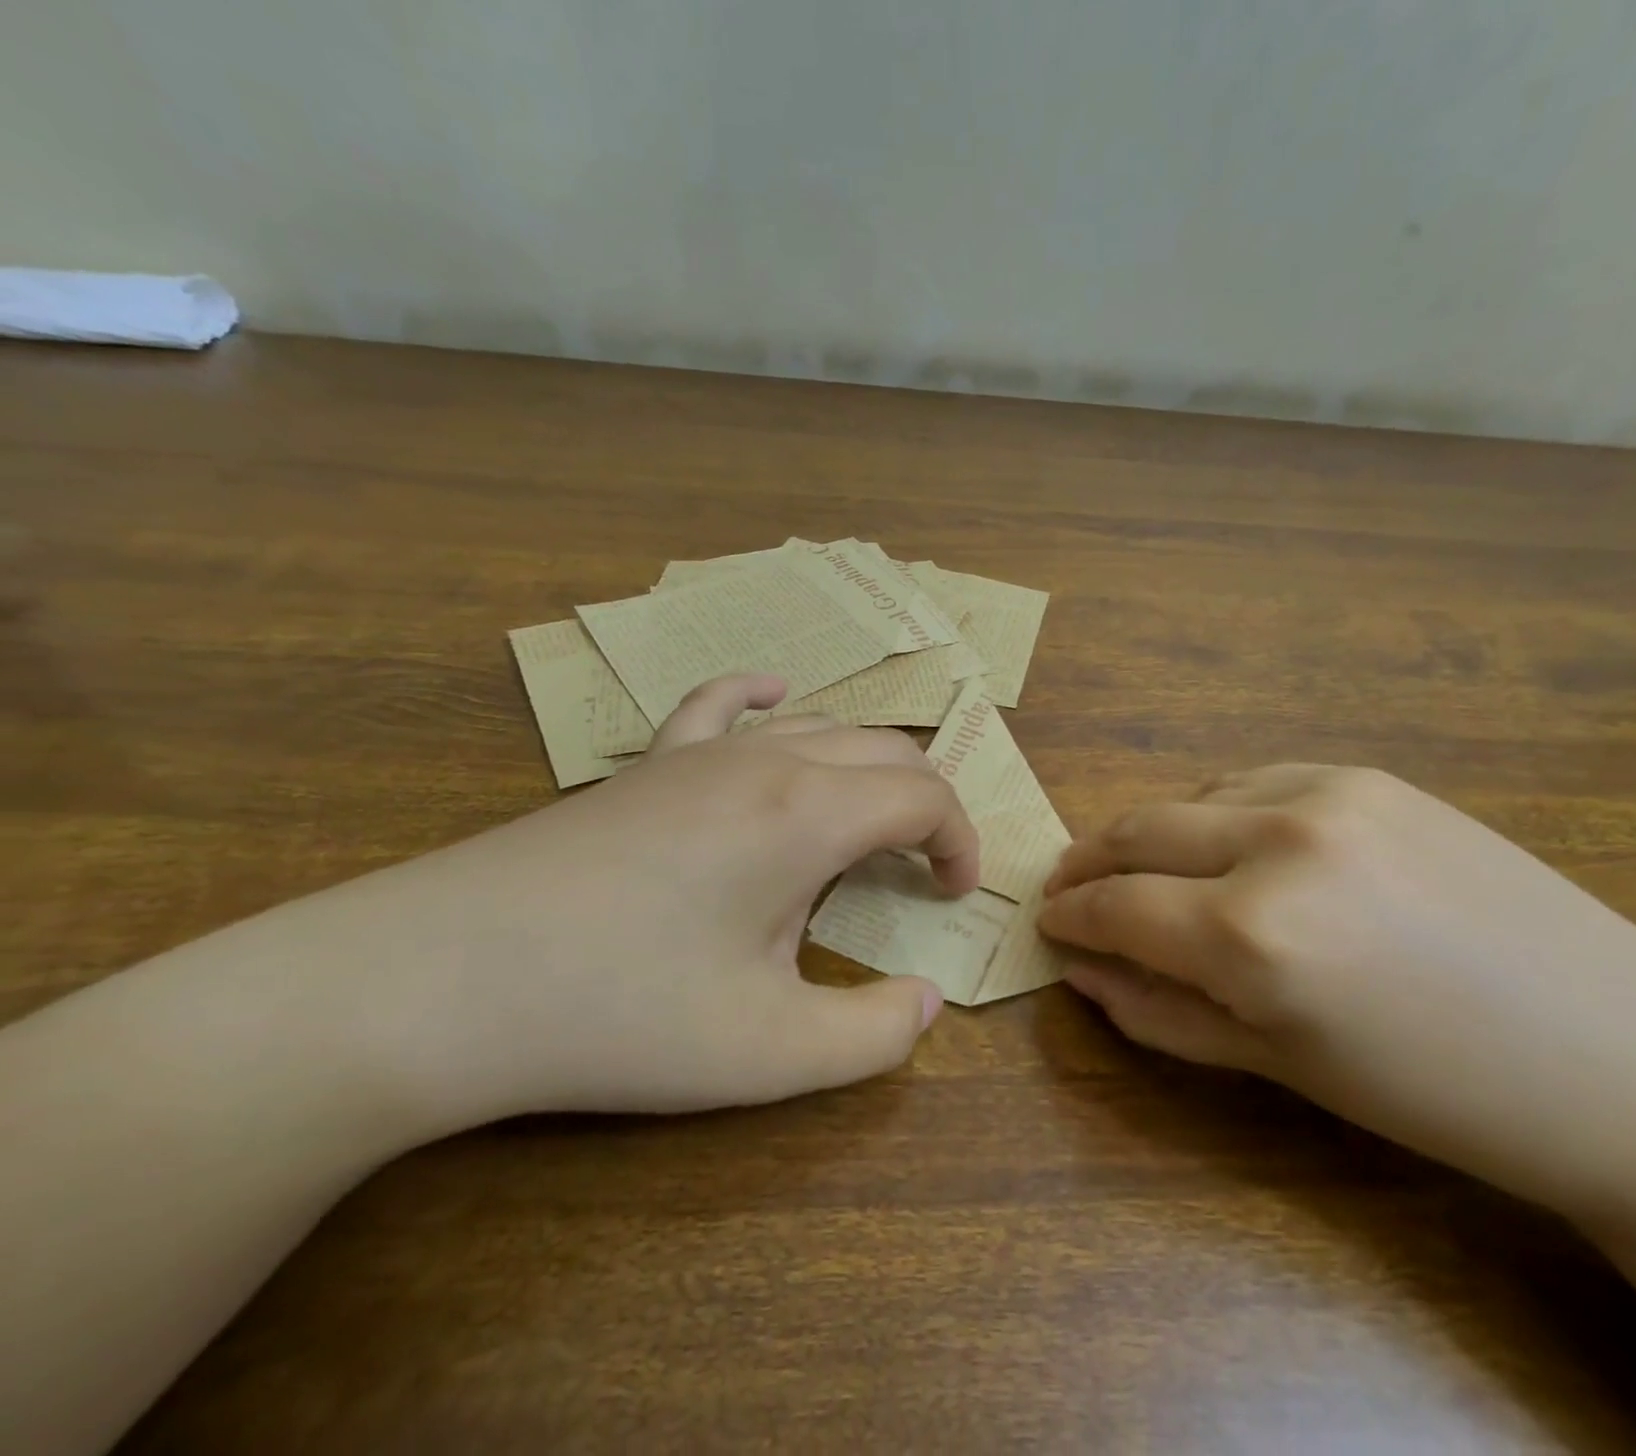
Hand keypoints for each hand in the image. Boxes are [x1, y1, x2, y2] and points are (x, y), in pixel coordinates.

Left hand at [343, 674, 977, 1124]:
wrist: (436, 981)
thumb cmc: (620, 1013)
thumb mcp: (768, 1052)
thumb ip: (873, 1035)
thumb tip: (927, 1003)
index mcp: (809, 813)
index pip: (924, 796)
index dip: (958, 841)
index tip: (953, 896)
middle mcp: (767, 760)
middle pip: (883, 750)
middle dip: (924, 804)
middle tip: (922, 868)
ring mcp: (699, 753)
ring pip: (819, 726)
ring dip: (865, 768)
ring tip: (866, 824)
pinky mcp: (646, 765)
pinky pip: (719, 704)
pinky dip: (764, 698)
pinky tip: (775, 696)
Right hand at [1039, 765, 1635, 1221]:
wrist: (1623, 1059)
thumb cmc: (1433, 1094)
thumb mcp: (1277, 1066)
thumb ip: (1160, 1012)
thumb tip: (1079, 971)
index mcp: (1252, 936)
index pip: (1115, 907)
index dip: (1070, 914)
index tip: (1047, 920)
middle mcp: (1278, 844)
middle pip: (1138, 831)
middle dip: (1089, 860)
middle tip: (1067, 884)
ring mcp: (1328, 795)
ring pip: (1192, 798)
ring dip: (1153, 835)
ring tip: (1147, 873)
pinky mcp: (1370, 776)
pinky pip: (1255, 781)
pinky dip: (1216, 811)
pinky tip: (1225, 843)